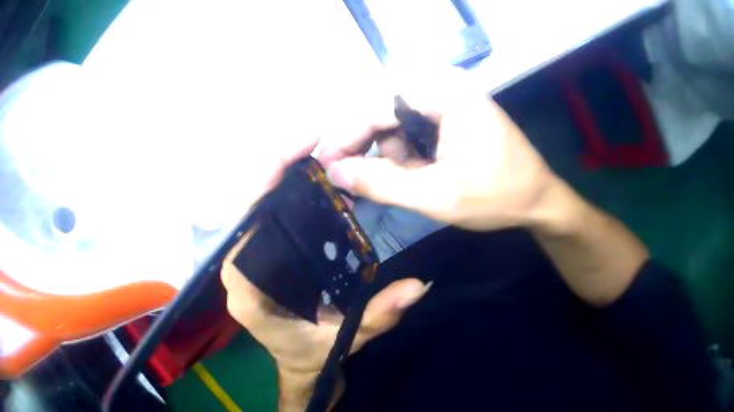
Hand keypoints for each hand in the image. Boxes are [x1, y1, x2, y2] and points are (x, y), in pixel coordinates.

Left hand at [219, 138, 427, 409]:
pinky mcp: (259, 256)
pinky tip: (309, 177)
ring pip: (250, 209)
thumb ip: (378, 316)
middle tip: (308, 141)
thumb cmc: (314, 356)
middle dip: (270, 171)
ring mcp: (247, 262)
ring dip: (276, 175)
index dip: (258, 191)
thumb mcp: (346, 340)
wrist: (301, 364)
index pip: (239, 235)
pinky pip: (263, 217)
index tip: (290, 158)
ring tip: (311, 150)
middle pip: (242, 211)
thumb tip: (418, 286)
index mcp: (247, 295)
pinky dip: (282, 192)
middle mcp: (239, 272)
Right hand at [320, 68, 556, 231]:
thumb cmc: (497, 196)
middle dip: (377, 150)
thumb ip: (381, 183)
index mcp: (444, 93)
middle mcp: (444, 85)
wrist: (539, 200)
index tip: (325, 166)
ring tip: (418, 182)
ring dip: (398, 157)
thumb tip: (334, 171)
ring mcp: (451, 97)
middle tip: (369, 184)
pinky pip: (416, 128)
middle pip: (386, 113)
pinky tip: (427, 173)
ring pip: (399, 123)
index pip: (376, 108)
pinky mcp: (454, 112)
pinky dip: (412, 154)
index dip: (346, 138)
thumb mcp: (437, 195)